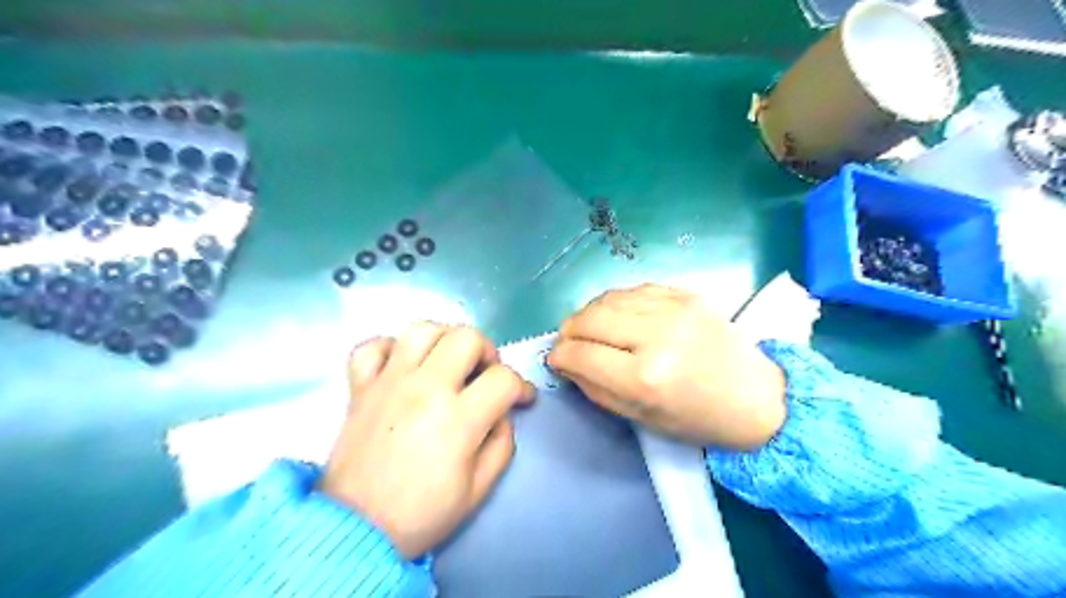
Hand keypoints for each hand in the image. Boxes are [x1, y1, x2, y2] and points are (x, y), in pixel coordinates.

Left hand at [317, 324, 531, 557]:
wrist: (356, 530)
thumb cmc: (422, 514)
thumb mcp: (479, 489)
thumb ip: (502, 443)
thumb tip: (502, 413)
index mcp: (458, 418)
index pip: (503, 379)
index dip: (521, 386)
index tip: (521, 399)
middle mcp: (425, 389)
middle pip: (466, 337)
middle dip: (486, 351)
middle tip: (483, 374)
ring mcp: (389, 383)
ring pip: (421, 329)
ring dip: (443, 339)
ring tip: (446, 362)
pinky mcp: (360, 388)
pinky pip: (371, 346)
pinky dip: (389, 348)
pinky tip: (401, 366)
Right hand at [550, 285, 790, 448]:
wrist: (758, 396)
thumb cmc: (699, 419)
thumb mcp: (642, 418)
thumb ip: (596, 389)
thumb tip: (565, 363)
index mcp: (646, 377)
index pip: (581, 354)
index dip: (559, 356)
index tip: (556, 360)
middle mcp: (657, 335)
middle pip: (589, 318)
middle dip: (569, 330)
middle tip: (570, 343)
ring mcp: (674, 308)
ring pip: (607, 298)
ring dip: (590, 313)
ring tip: (592, 329)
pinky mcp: (686, 294)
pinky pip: (633, 289)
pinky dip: (616, 302)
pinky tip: (619, 317)